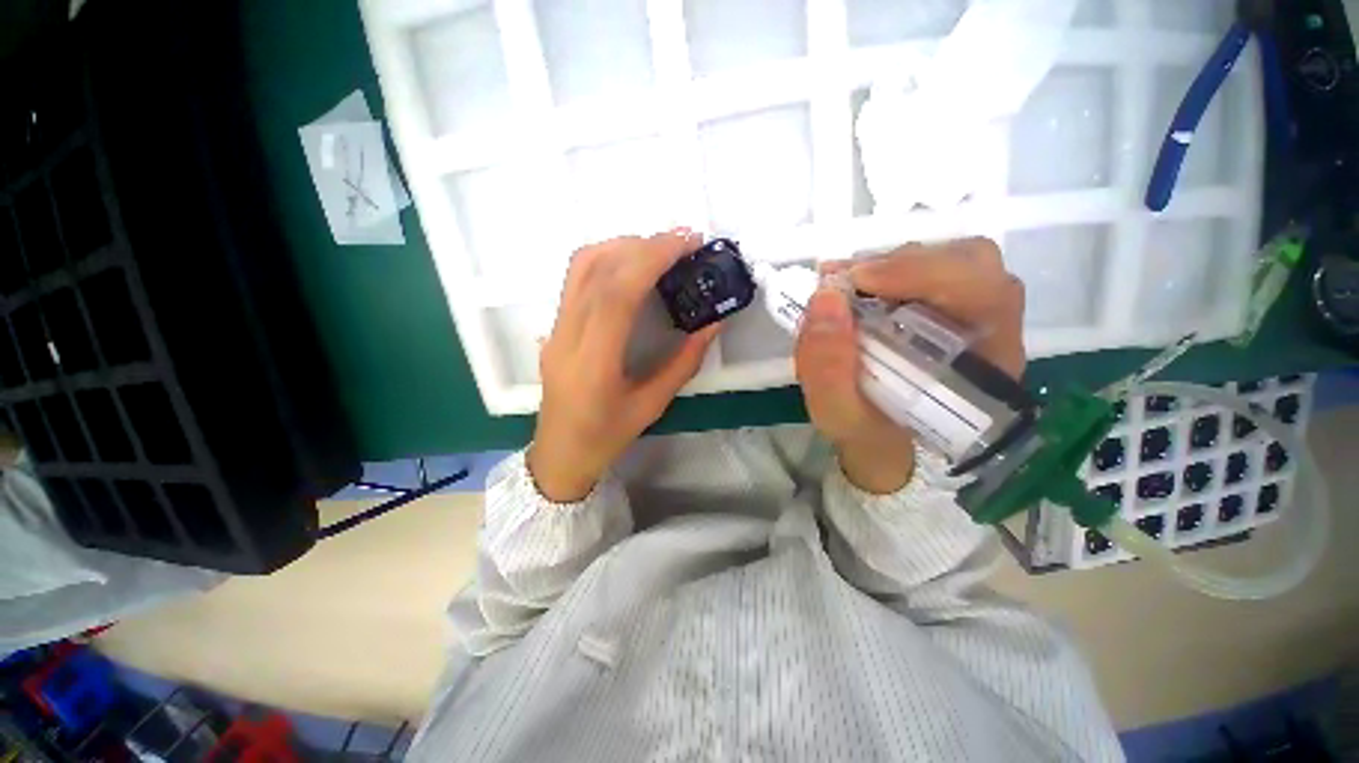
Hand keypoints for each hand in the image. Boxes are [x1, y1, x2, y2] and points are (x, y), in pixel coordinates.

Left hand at [527, 231, 718, 501]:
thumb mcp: (652, 406)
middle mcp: (567, 336)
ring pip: (581, 266)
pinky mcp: (554, 325)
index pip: (617, 293)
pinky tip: (632, 264)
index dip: (652, 259)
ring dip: (623, 246)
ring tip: (660, 249)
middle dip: (644, 245)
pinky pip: (576, 278)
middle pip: (598, 269)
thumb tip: (712, 324)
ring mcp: (555, 328)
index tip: (687, 244)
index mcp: (594, 363)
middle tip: (684, 241)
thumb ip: (684, 363)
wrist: (559, 452)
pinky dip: (607, 258)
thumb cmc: (606, 437)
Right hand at [795, 237, 1025, 493]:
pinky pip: (929, 269)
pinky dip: (887, 270)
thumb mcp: (839, 416)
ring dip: (891, 264)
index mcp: (984, 369)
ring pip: (949, 259)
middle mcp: (992, 333)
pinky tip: (854, 286)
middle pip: (971, 264)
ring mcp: (972, 314)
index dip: (925, 273)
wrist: (886, 444)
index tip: (858, 280)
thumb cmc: (870, 435)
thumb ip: (828, 369)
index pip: (985, 293)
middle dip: (902, 264)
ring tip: (844, 284)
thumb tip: (824, 297)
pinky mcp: (946, 307)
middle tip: (846, 281)